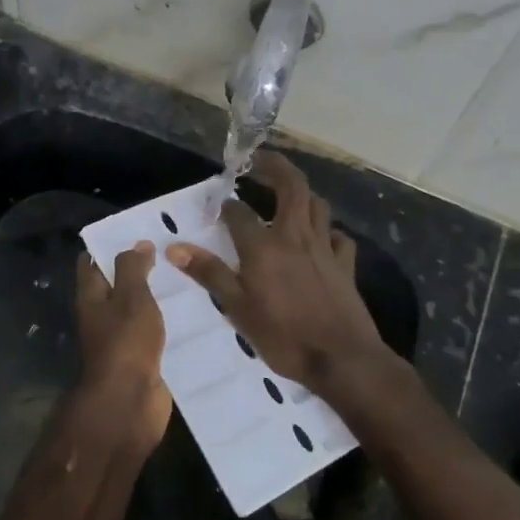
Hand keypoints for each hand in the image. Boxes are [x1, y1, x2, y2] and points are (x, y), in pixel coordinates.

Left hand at [71, 241, 172, 454]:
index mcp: (92, 298)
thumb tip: (137, 244)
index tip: (135, 229)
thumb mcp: (130, 297)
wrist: (130, 403)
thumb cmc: (125, 343)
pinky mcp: (144, 359)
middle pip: (118, 286)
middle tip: (173, 249)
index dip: (108, 245)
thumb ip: (132, 268)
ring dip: (159, 297)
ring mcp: (123, 340)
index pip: (91, 263)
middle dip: (140, 269)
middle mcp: (103, 317)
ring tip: (191, 275)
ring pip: (140, 311)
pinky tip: (196, 312)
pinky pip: (156, 334)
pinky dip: (171, 323)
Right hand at [167, 152, 388, 392]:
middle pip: (292, 186)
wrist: (342, 359)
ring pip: (317, 204)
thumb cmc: (283, 336)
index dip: (226, 205)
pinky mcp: (345, 264)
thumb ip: (209, 273)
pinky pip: (338, 236)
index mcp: (264, 246)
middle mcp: (295, 236)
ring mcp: (324, 248)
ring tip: (287, 193)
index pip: (239, 213)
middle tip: (259, 160)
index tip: (217, 205)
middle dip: (275, 166)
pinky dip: (327, 230)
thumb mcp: (237, 308)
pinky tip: (320, 237)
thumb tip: (174, 247)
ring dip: (302, 192)